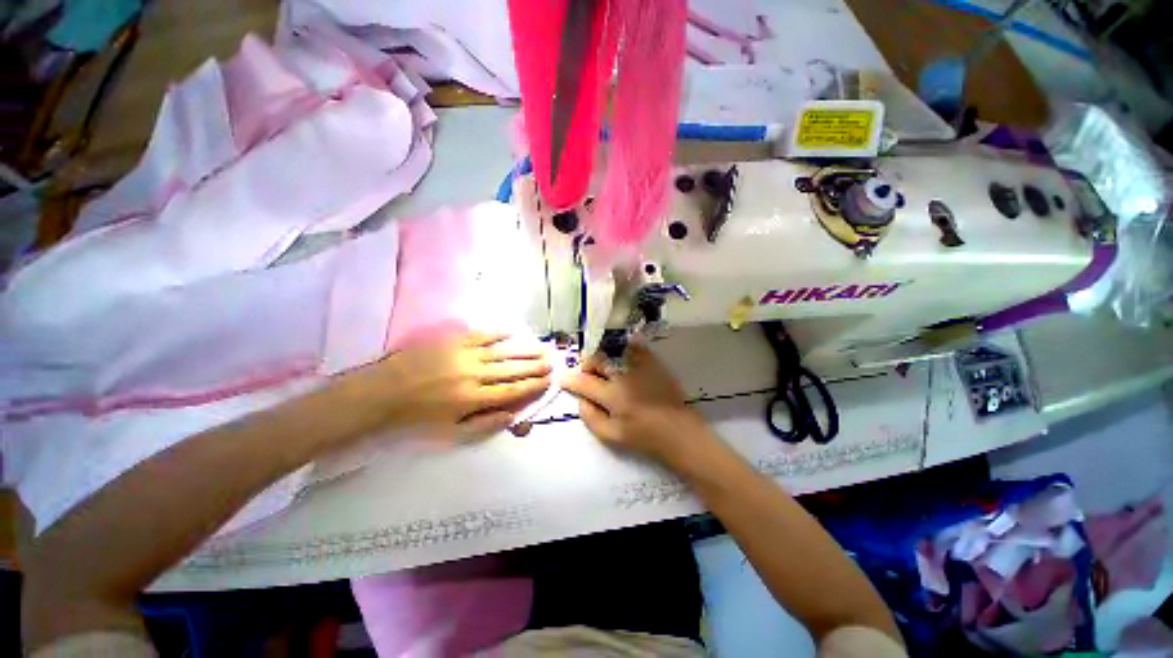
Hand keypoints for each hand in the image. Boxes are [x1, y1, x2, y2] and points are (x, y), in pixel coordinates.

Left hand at [342, 332, 550, 440]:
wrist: (383, 392)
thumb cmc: (418, 417)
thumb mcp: (450, 433)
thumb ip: (484, 425)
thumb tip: (513, 415)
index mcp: (474, 399)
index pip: (513, 391)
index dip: (533, 386)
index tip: (548, 381)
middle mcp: (475, 375)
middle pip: (513, 370)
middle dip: (535, 366)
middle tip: (552, 362)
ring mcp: (465, 354)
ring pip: (503, 352)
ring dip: (525, 350)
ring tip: (542, 348)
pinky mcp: (454, 340)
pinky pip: (483, 335)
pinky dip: (501, 333)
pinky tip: (515, 331)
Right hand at [561, 344, 714, 465]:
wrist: (678, 430)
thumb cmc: (643, 437)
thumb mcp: (611, 436)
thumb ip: (590, 417)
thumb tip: (580, 399)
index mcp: (612, 396)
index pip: (583, 382)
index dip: (569, 380)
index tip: (563, 379)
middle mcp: (623, 375)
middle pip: (596, 359)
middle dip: (586, 365)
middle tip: (587, 375)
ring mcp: (639, 366)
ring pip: (611, 350)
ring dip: (602, 357)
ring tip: (604, 368)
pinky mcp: (652, 362)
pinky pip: (632, 346)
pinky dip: (622, 349)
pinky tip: (621, 358)